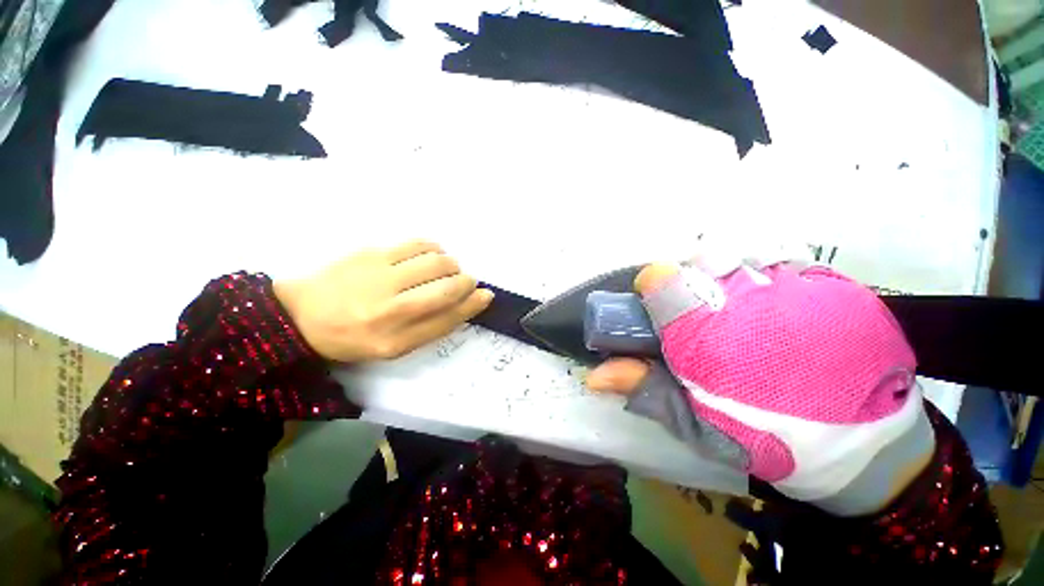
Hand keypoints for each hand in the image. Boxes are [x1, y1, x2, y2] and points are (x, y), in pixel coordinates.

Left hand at [274, 240, 493, 362]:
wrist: (300, 316)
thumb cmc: (354, 337)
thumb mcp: (395, 346)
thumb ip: (432, 326)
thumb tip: (468, 300)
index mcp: (395, 341)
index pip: (447, 319)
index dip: (472, 304)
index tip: (486, 294)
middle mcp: (389, 311)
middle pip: (446, 289)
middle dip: (465, 281)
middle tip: (464, 280)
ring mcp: (378, 278)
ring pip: (435, 263)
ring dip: (451, 264)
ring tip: (446, 268)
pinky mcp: (370, 254)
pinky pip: (417, 244)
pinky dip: (433, 247)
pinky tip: (431, 253)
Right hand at [586, 251, 931, 514]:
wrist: (865, 449)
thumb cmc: (769, 440)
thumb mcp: (695, 422)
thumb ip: (643, 387)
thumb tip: (594, 373)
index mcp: (706, 335)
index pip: (660, 278)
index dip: (652, 288)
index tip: (658, 306)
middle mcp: (746, 300)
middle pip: (697, 262)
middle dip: (691, 285)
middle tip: (704, 316)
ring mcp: (796, 286)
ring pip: (738, 256)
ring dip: (729, 278)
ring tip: (743, 312)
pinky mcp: (834, 284)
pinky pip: (782, 259)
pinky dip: (768, 276)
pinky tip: (779, 307)